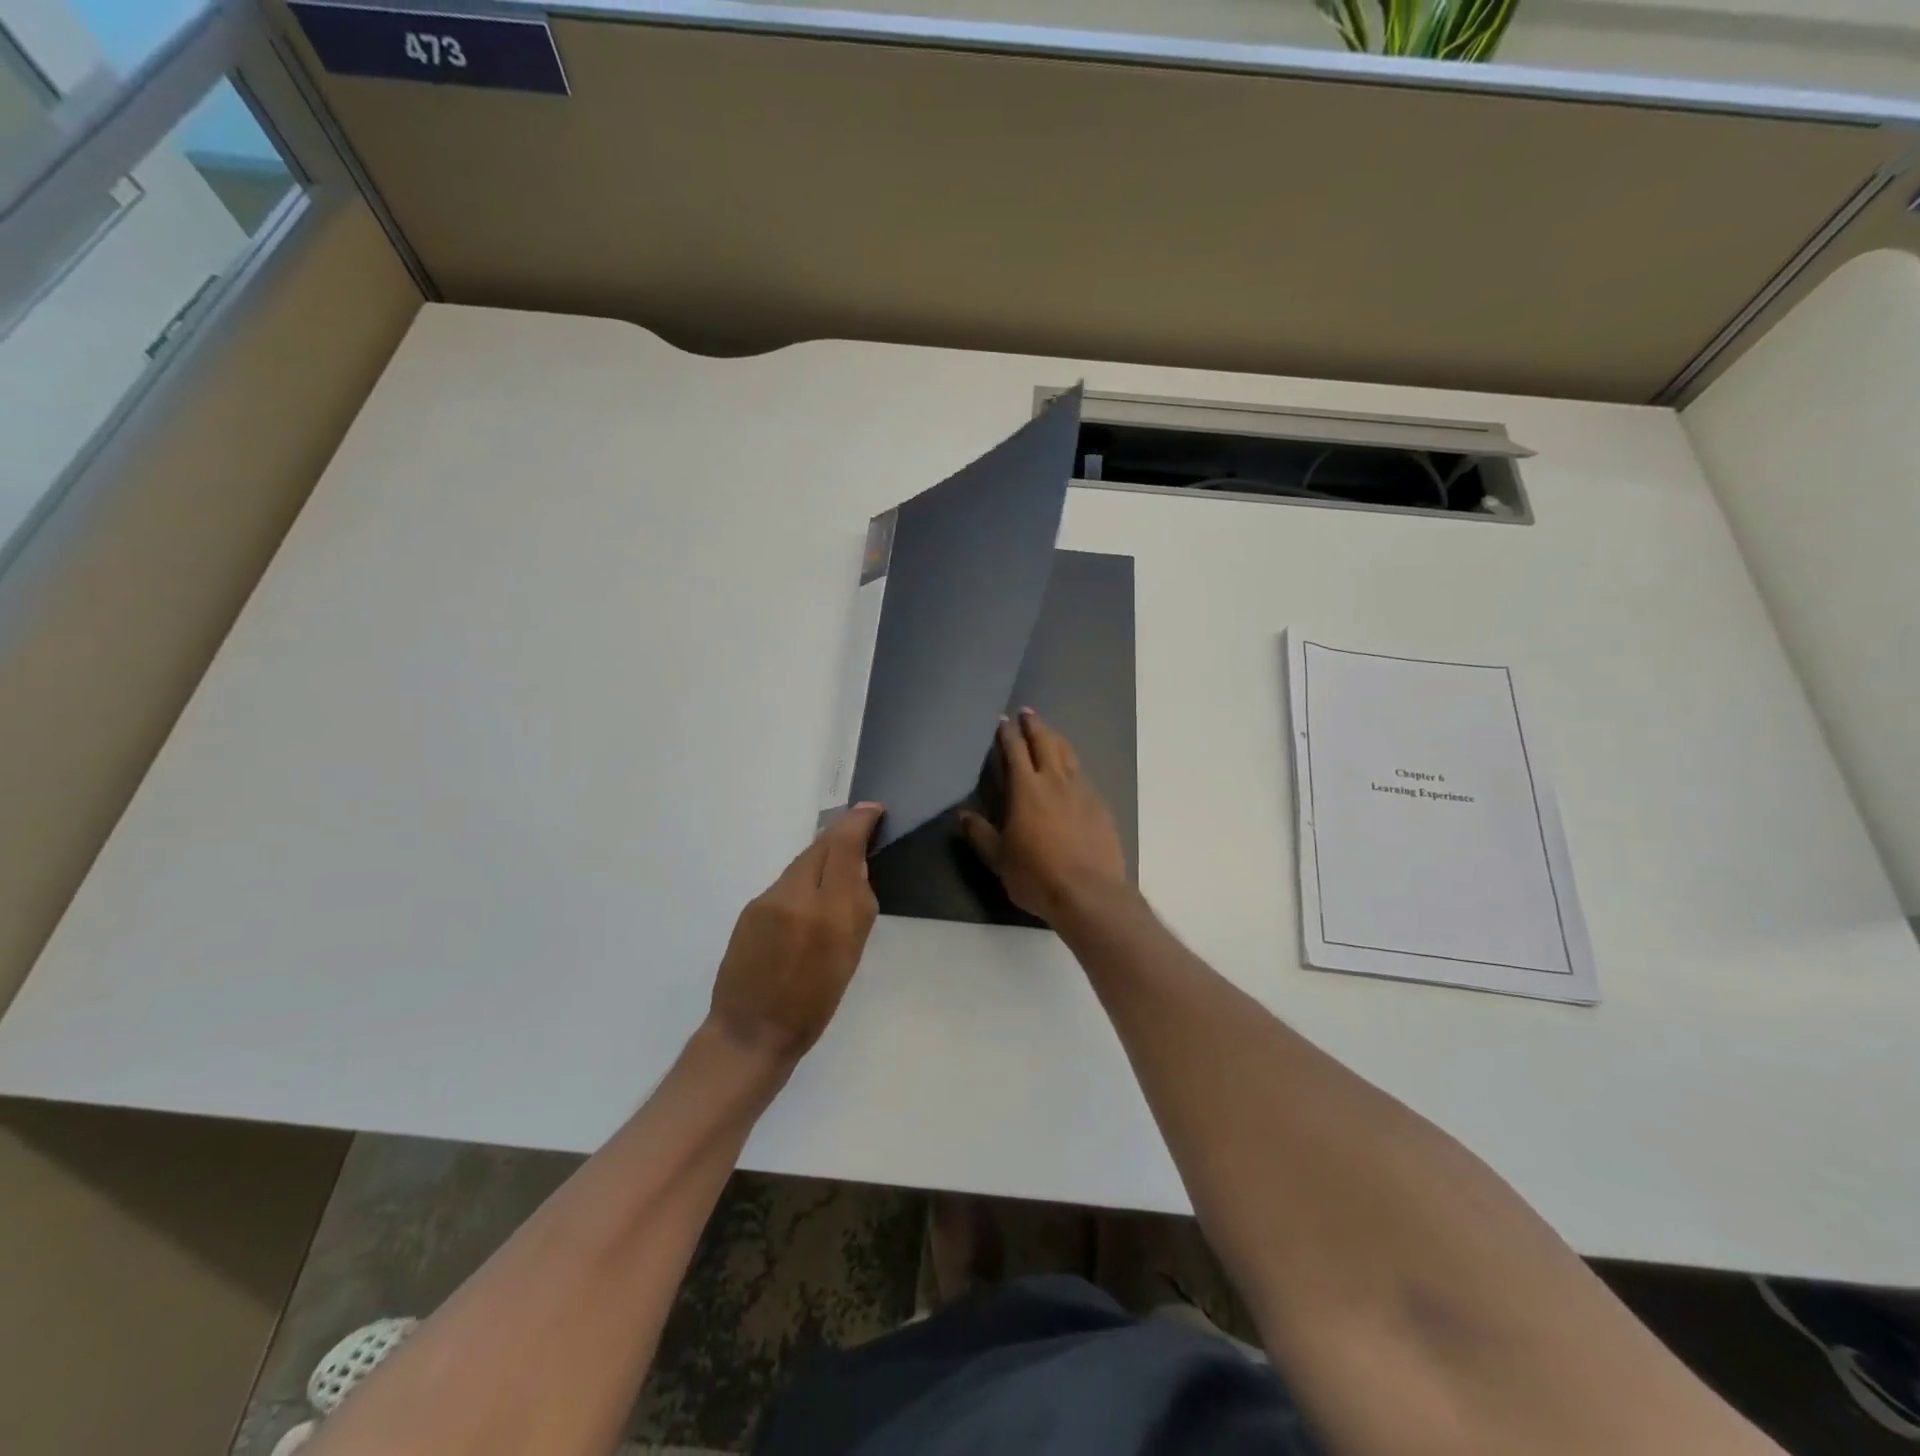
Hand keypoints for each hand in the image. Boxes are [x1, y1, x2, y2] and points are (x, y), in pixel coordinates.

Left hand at [707, 803, 883, 1063]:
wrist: (751, 1031)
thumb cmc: (813, 1005)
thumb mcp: (849, 957)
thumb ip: (856, 908)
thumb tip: (857, 869)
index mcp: (830, 914)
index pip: (845, 849)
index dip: (859, 823)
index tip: (872, 809)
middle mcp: (797, 896)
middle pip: (821, 846)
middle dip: (842, 832)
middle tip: (861, 826)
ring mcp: (769, 899)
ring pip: (802, 862)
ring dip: (823, 856)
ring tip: (838, 864)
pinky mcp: (751, 908)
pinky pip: (786, 881)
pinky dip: (803, 879)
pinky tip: (809, 897)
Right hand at [960, 709, 1128, 924]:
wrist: (1090, 893)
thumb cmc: (1037, 876)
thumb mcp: (1000, 859)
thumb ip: (981, 834)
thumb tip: (962, 815)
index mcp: (1026, 789)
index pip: (1014, 751)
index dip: (1006, 734)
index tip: (1002, 720)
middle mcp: (1055, 781)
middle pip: (1045, 743)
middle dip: (1034, 725)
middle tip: (1027, 713)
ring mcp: (1082, 791)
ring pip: (1068, 755)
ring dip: (1056, 739)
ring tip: (1050, 733)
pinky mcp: (1101, 806)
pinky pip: (1083, 776)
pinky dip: (1073, 767)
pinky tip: (1072, 774)